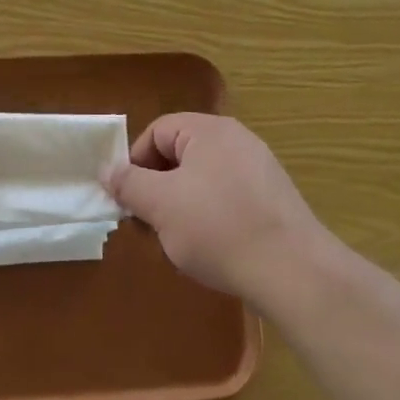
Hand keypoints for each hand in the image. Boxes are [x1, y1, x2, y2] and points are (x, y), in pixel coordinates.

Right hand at [102, 114, 331, 303]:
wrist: (292, 270)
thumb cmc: (217, 228)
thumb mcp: (161, 205)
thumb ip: (129, 184)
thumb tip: (108, 170)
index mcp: (209, 130)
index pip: (157, 131)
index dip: (135, 163)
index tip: (128, 200)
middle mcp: (236, 139)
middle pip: (181, 154)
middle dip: (158, 187)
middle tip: (148, 224)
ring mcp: (259, 168)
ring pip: (203, 178)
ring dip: (181, 205)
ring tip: (177, 241)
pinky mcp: (273, 198)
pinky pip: (228, 196)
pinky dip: (211, 216)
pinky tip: (211, 248)